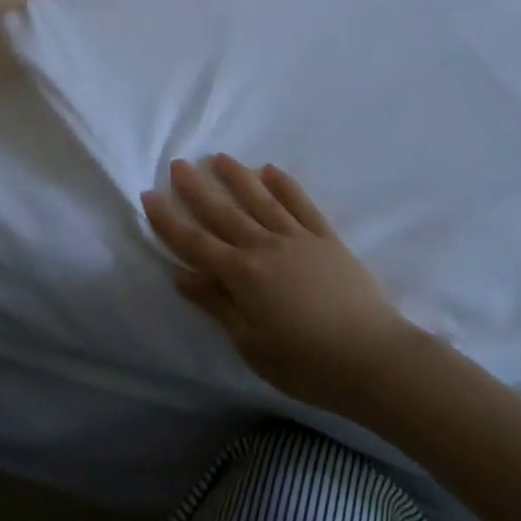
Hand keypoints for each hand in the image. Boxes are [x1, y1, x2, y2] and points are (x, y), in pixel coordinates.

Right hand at [142, 155, 420, 417]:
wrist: (371, 356)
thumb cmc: (305, 362)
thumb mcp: (251, 343)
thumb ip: (217, 304)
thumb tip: (181, 275)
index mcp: (243, 275)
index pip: (195, 243)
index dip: (169, 220)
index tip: (149, 196)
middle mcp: (266, 246)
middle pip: (224, 213)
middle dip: (198, 189)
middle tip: (179, 164)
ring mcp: (298, 238)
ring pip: (261, 200)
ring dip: (238, 177)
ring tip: (220, 158)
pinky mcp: (326, 238)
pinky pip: (301, 204)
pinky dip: (285, 185)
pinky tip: (271, 170)